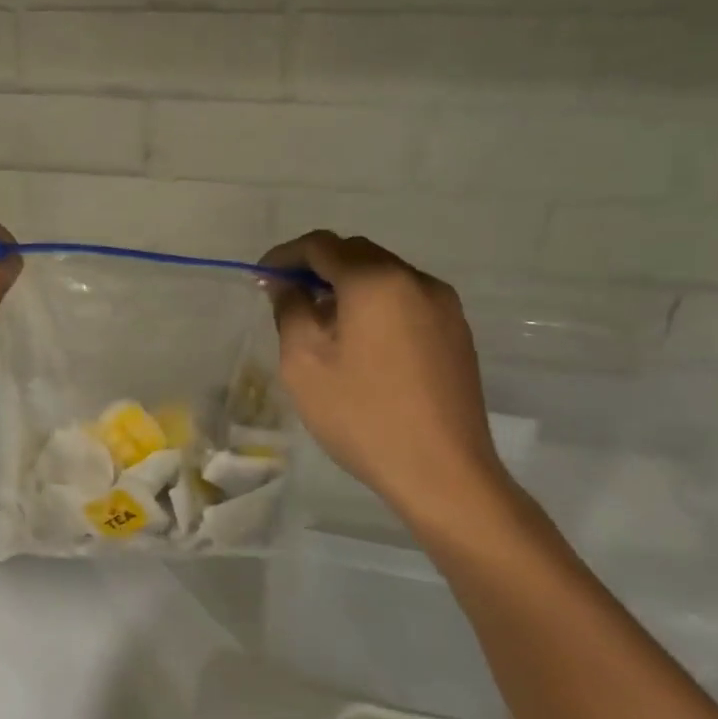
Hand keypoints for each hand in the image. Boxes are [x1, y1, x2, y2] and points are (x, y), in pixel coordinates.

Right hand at [261, 230, 511, 532]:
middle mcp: (415, 280)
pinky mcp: (456, 332)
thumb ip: (290, 309)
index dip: (285, 255)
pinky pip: (405, 299)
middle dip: (317, 267)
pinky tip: (359, 341)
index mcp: (376, 281)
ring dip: (347, 284)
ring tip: (321, 321)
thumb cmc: (362, 414)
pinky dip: (374, 303)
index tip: (261, 278)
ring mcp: (443, 305)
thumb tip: (286, 284)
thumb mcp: (304, 361)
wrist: (442, 472)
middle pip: (356, 253)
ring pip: (384, 275)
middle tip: (286, 297)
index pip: (321, 246)